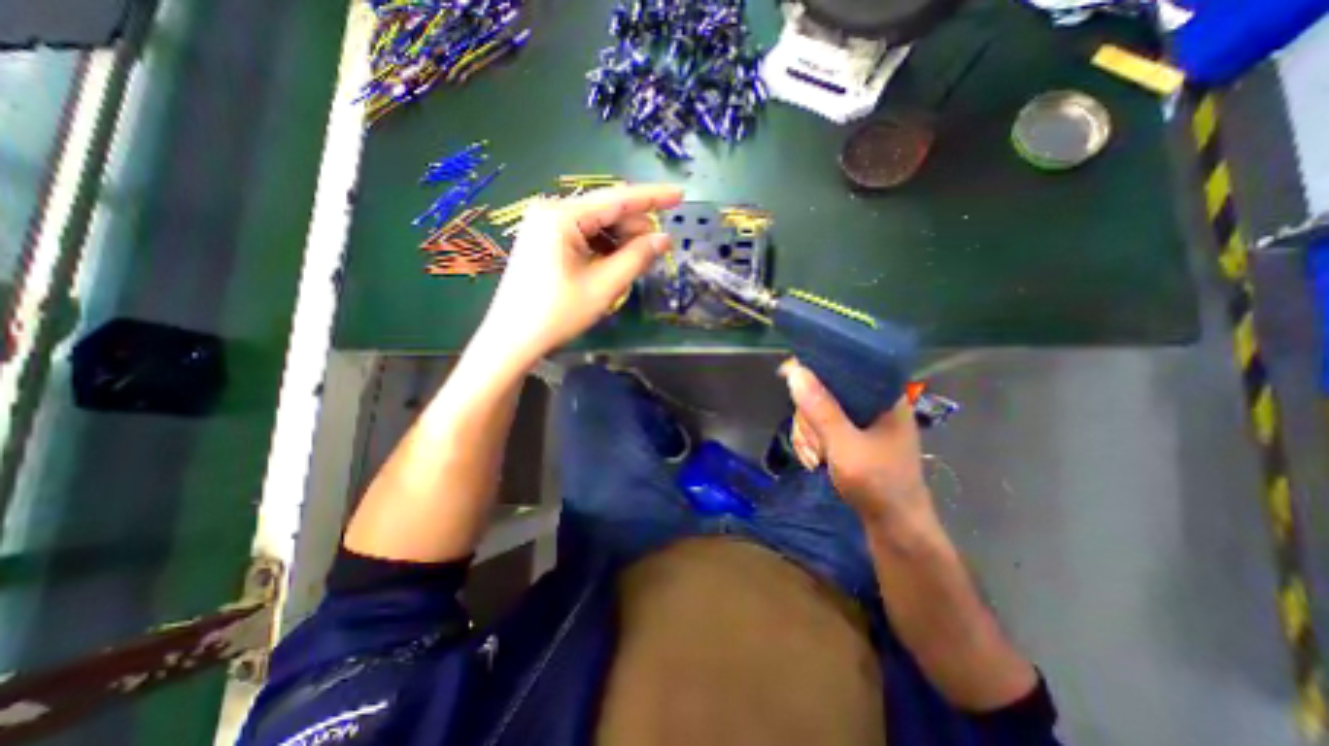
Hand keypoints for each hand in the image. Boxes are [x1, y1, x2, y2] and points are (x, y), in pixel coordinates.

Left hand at [476, 181, 685, 364]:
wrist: (512, 339)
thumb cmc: (557, 313)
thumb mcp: (603, 286)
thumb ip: (637, 258)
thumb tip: (664, 239)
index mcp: (562, 215)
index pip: (617, 198)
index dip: (653, 197)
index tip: (680, 195)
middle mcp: (551, 211)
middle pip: (606, 210)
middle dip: (635, 227)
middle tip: (656, 251)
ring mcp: (544, 225)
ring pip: (596, 224)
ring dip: (620, 240)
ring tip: (635, 262)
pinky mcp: (543, 240)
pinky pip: (583, 235)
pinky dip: (603, 247)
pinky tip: (613, 264)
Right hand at [782, 360, 931, 520]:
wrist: (895, 529)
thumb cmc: (878, 484)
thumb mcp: (846, 445)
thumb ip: (821, 409)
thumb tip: (795, 372)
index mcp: (883, 396)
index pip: (846, 364)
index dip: (815, 366)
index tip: (786, 373)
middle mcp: (873, 404)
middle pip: (826, 389)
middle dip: (810, 416)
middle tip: (812, 438)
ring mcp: (862, 423)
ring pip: (819, 410)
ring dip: (809, 433)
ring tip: (815, 456)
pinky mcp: (852, 438)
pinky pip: (822, 427)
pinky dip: (813, 441)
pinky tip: (815, 458)